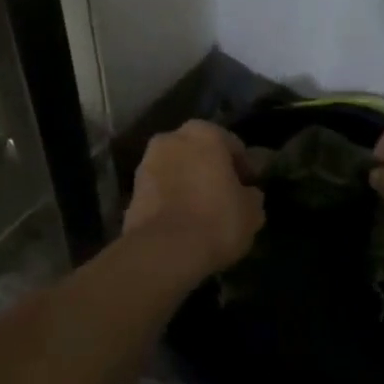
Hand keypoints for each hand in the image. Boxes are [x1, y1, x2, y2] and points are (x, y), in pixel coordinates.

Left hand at [123, 121, 264, 276]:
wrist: (163, 250)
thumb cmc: (216, 221)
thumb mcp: (252, 212)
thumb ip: (252, 195)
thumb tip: (247, 193)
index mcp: (205, 133)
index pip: (232, 145)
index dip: (243, 167)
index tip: (249, 187)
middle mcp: (172, 138)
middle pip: (199, 152)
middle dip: (210, 169)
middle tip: (224, 196)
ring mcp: (147, 162)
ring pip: (176, 168)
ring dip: (187, 182)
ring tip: (201, 210)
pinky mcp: (131, 189)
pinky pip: (160, 189)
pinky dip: (170, 198)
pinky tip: (181, 220)